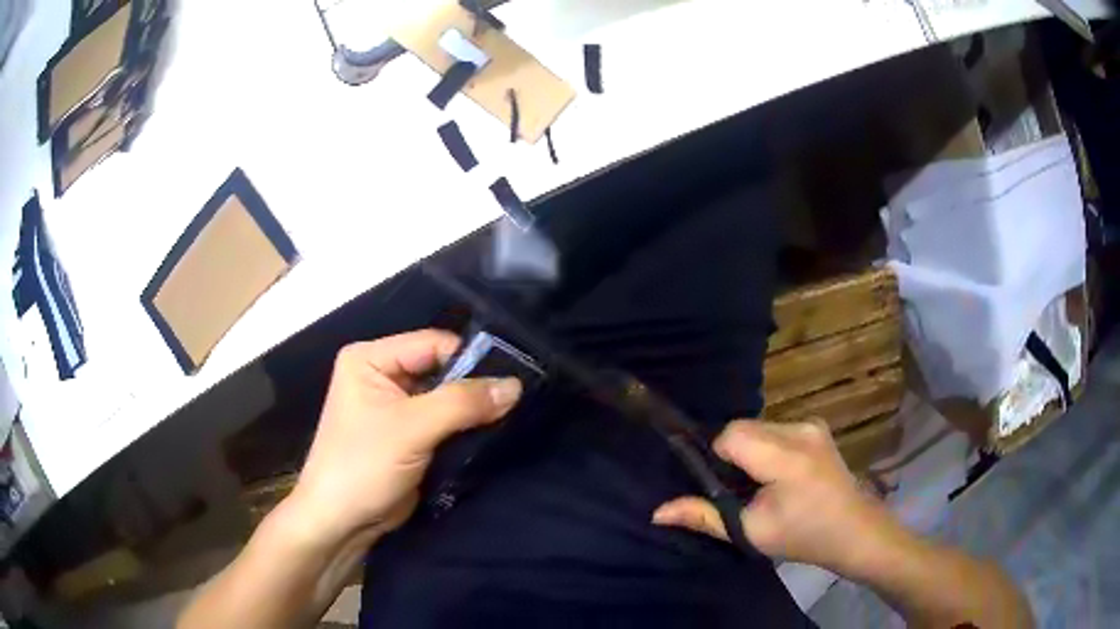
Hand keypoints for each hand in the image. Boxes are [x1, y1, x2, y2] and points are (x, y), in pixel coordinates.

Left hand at [287, 329, 522, 544]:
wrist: (342, 522)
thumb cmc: (363, 465)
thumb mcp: (411, 429)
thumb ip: (463, 403)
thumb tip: (516, 385)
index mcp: (370, 358)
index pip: (432, 344)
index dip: (470, 359)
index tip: (511, 379)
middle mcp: (382, 375)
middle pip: (442, 369)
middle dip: (475, 386)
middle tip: (515, 401)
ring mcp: (395, 407)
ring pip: (446, 397)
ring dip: (473, 410)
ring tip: (509, 417)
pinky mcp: (408, 435)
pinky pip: (445, 421)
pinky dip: (466, 428)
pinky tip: (491, 434)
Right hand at [652, 420, 899, 574]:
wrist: (853, 530)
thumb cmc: (802, 537)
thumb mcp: (751, 532)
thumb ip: (704, 516)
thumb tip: (657, 512)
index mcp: (786, 457)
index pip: (732, 434)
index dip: (719, 458)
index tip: (727, 487)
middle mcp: (800, 429)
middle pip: (744, 427)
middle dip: (735, 455)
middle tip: (744, 491)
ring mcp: (813, 424)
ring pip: (759, 427)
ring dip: (752, 450)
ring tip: (765, 485)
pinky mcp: (818, 426)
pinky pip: (777, 429)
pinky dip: (769, 447)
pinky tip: (782, 475)